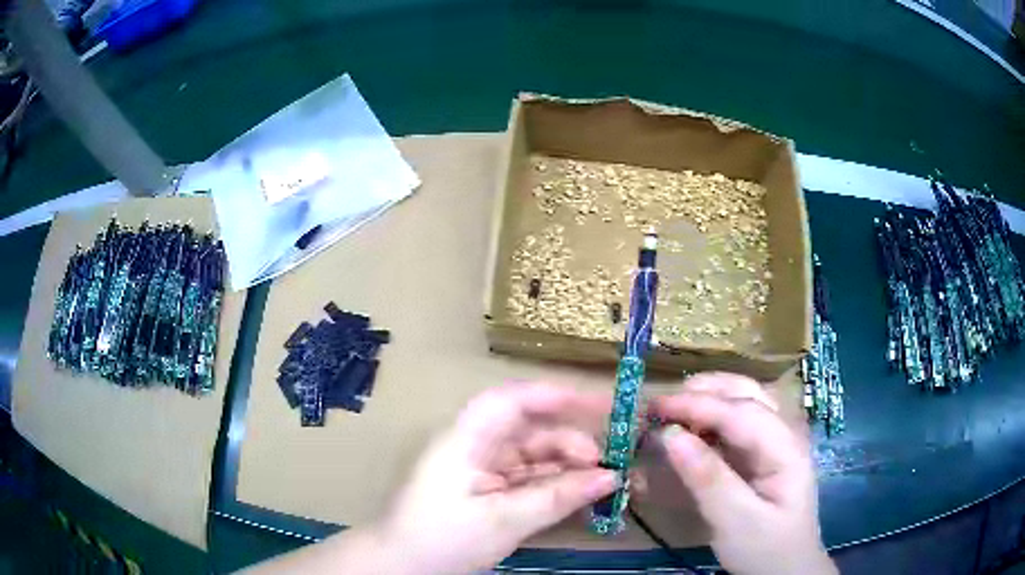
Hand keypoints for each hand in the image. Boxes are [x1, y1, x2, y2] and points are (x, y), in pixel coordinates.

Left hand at [378, 383, 617, 573]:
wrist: (403, 567)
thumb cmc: (443, 539)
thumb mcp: (504, 521)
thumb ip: (557, 497)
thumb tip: (611, 477)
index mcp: (467, 440)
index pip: (512, 401)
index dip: (555, 396)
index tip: (602, 406)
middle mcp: (475, 446)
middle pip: (529, 430)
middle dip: (571, 442)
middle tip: (607, 464)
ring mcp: (482, 469)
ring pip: (533, 456)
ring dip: (568, 466)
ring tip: (603, 482)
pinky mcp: (487, 490)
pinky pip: (529, 478)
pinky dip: (555, 485)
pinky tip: (580, 494)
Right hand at [648, 373, 835, 574]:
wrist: (786, 569)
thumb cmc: (765, 549)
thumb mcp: (735, 521)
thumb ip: (707, 478)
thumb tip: (669, 435)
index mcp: (786, 448)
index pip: (741, 412)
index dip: (698, 405)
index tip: (656, 407)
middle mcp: (784, 435)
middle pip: (748, 394)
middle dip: (707, 390)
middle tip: (664, 402)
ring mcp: (775, 444)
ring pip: (745, 403)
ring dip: (711, 398)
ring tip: (675, 408)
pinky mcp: (763, 457)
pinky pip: (738, 425)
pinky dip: (713, 418)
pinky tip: (694, 428)